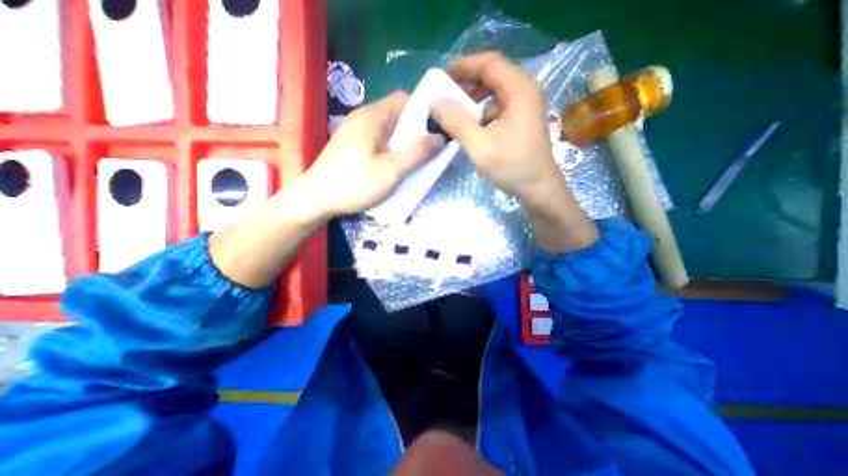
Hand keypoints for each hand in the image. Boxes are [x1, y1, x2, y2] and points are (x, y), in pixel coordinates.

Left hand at [302, 91, 444, 219]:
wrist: (315, 199)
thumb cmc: (355, 184)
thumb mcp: (392, 170)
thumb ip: (418, 152)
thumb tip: (440, 137)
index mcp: (374, 116)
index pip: (406, 99)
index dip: (424, 112)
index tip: (437, 131)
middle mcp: (364, 116)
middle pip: (398, 114)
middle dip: (416, 131)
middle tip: (428, 151)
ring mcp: (356, 130)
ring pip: (389, 129)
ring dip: (404, 142)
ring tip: (413, 161)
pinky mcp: (352, 144)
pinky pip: (379, 139)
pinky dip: (391, 148)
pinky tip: (393, 166)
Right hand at [432, 52, 561, 200]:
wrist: (538, 188)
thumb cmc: (513, 168)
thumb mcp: (480, 148)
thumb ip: (458, 123)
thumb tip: (436, 102)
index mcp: (519, 91)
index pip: (490, 64)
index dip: (464, 65)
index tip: (443, 75)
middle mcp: (526, 91)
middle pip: (494, 73)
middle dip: (468, 80)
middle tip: (446, 93)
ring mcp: (527, 104)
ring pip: (497, 89)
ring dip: (476, 95)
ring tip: (457, 109)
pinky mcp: (524, 117)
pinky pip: (500, 103)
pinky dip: (484, 109)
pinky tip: (474, 124)